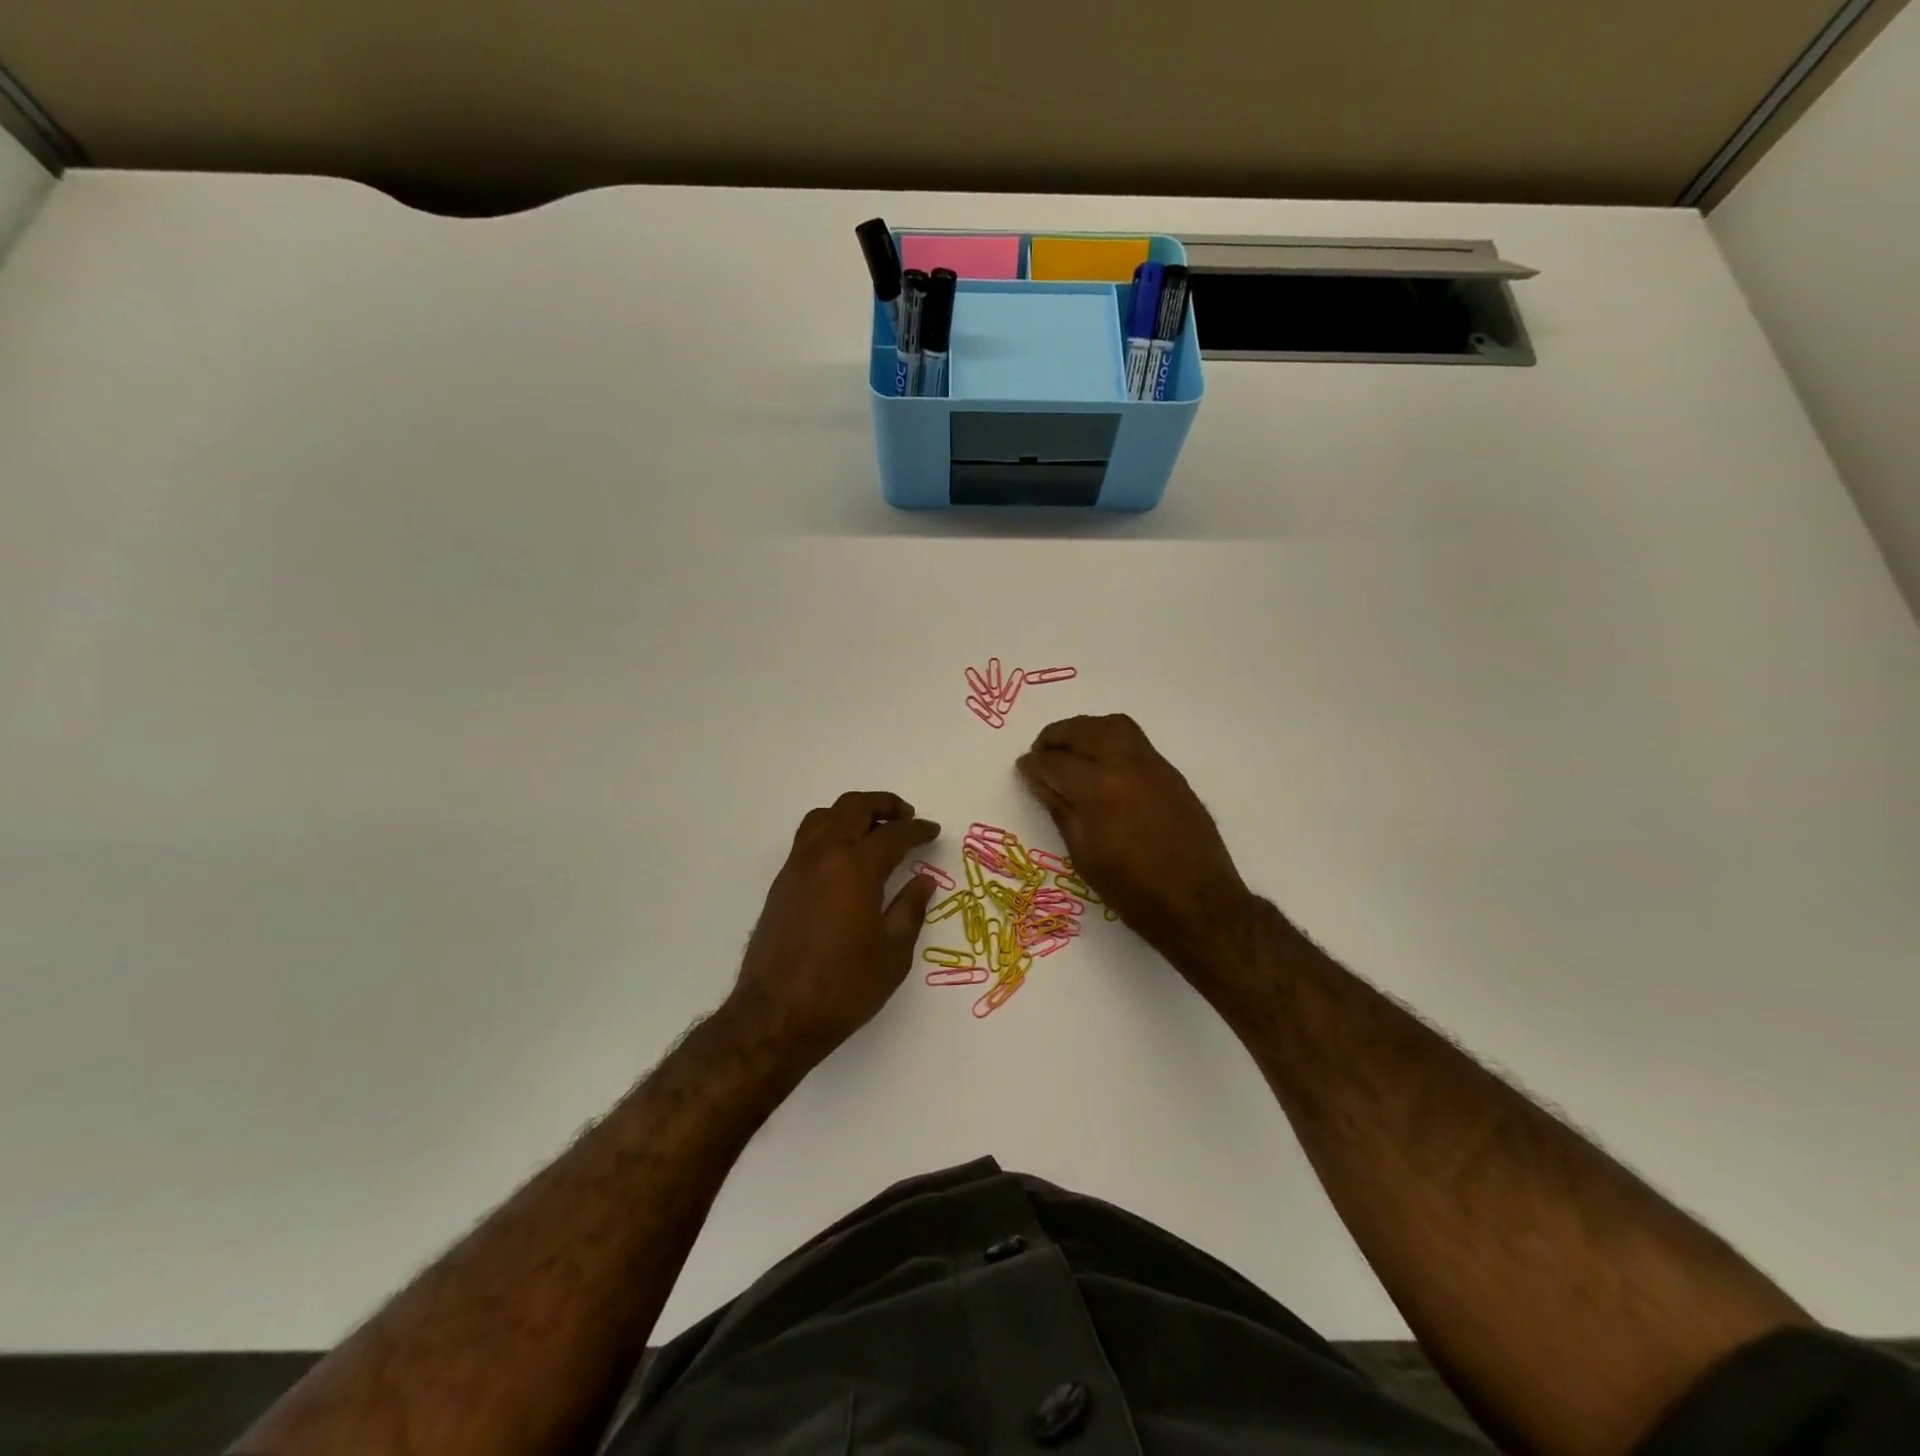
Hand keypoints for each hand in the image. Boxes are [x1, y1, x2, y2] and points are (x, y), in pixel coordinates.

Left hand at [728, 792, 940, 1061]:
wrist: (776, 1016)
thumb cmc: (843, 988)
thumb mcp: (892, 954)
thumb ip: (910, 909)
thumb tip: (922, 881)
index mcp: (856, 869)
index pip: (893, 834)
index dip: (917, 830)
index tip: (932, 831)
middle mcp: (823, 856)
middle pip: (853, 807)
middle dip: (884, 804)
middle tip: (905, 816)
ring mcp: (797, 867)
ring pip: (824, 816)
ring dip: (852, 813)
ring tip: (873, 829)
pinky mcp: (781, 884)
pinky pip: (808, 838)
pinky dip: (831, 831)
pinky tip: (845, 857)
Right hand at [1017, 715, 1255, 983]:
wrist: (1198, 903)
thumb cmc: (1132, 890)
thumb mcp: (1084, 855)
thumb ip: (1060, 809)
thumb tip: (1040, 780)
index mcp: (1098, 790)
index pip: (1055, 762)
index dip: (1034, 764)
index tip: (1024, 768)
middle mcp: (1126, 766)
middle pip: (1085, 730)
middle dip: (1057, 736)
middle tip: (1042, 751)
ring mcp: (1154, 766)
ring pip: (1114, 726)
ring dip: (1086, 731)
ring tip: (1071, 751)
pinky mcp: (1171, 774)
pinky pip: (1135, 742)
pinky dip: (1110, 742)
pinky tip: (1101, 766)